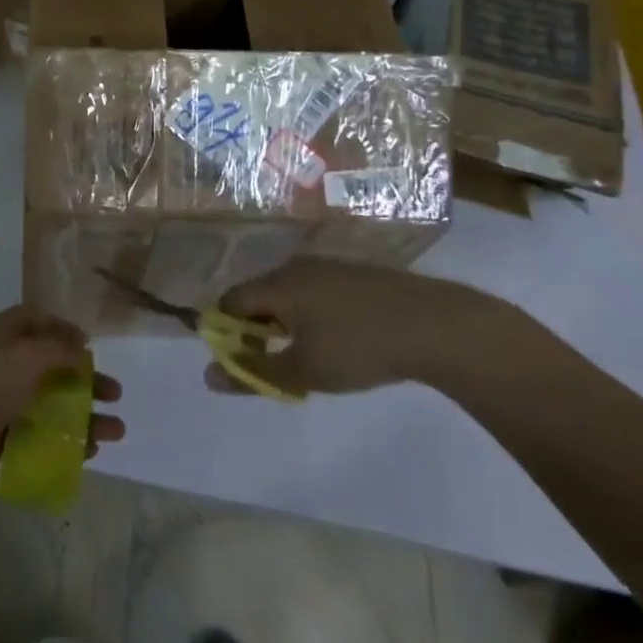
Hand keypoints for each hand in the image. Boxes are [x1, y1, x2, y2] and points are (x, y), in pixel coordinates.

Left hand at [0, 306, 123, 471]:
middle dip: (84, 378)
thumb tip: (81, 351)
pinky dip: (64, 442)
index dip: (62, 328)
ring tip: (115, 433)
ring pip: (47, 404)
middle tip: (115, 394)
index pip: (33, 320)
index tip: (91, 346)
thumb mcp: (27, 356)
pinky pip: (37, 436)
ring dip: (83, 415)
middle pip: (48, 365)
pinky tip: (88, 454)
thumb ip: (60, 351)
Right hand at [205, 258, 510, 398]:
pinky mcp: (352, 272)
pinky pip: (315, 291)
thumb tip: (208, 376)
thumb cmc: (358, 347)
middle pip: (258, 295)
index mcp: (275, 285)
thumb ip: (254, 374)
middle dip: (258, 328)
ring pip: (289, 293)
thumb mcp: (304, 372)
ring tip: (312, 354)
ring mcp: (325, 266)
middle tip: (279, 363)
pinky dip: (313, 314)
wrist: (433, 324)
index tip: (243, 360)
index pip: (230, 302)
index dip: (227, 331)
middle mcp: (293, 267)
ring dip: (287, 322)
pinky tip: (341, 338)